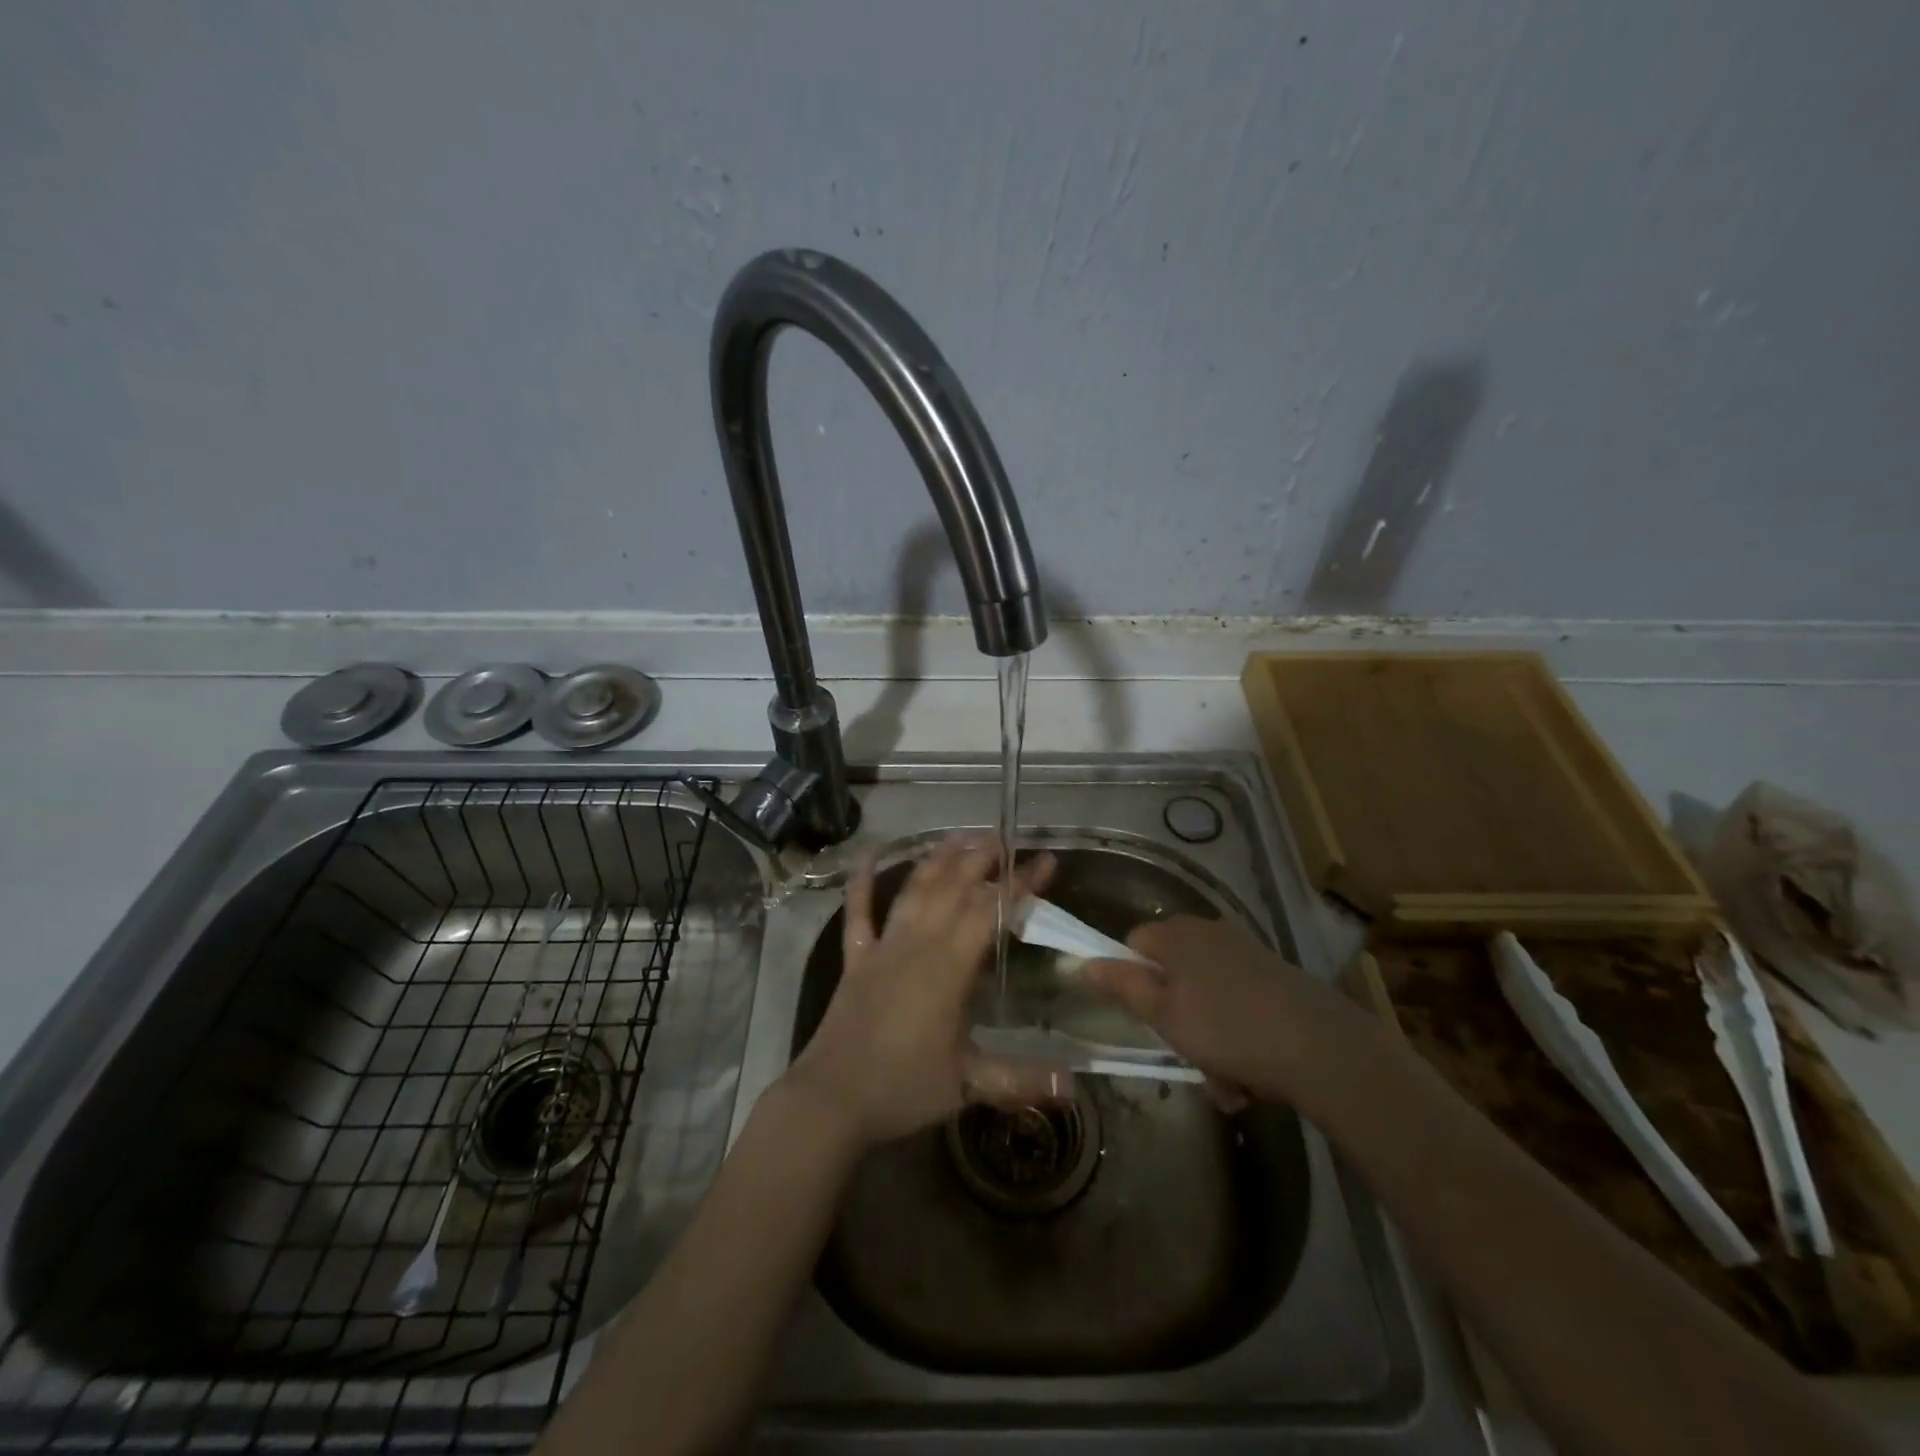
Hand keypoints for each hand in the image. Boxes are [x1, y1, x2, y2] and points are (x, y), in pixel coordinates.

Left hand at [781, 833, 1068, 1148]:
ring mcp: (883, 948)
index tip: (1044, 861)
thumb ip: (1022, 1077)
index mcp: (948, 969)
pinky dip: (861, 882)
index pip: (991, 913)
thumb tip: (1076, 1082)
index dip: (1020, 884)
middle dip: (980, 859)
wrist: (831, 1099)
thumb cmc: (903, 1089)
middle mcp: (917, 945)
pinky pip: (858, 913)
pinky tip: (867, 855)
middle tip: (1004, 837)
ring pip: (914, 891)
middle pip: (953, 889)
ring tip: (959, 835)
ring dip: (937, 860)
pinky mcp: (856, 959)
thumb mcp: (968, 1085)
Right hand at [1083, 915, 1341, 1108]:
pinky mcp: (1277, 979)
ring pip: (1207, 1000)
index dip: (1131, 980)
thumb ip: (1122, 985)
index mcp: (1178, 935)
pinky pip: (1240, 1008)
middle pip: (1173, 975)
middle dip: (1176, 1021)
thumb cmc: (1228, 1029)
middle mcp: (1211, 933)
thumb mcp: (1164, 1014)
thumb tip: (1084, 962)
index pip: (1134, 944)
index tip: (1143, 1018)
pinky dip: (1239, 1040)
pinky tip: (1253, 1077)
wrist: (1323, 1049)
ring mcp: (1247, 955)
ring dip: (1209, 1041)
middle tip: (1186, 1058)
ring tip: (1227, 1082)